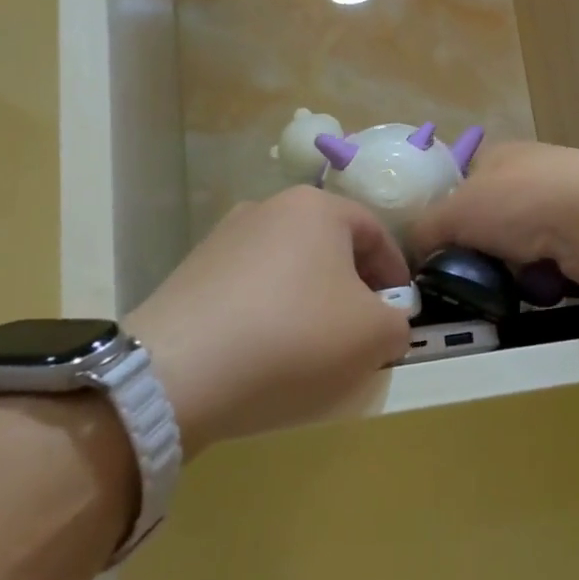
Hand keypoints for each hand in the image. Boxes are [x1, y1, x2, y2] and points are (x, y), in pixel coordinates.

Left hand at [123, 187, 412, 454]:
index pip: (375, 232)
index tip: (399, 312)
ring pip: (288, 267)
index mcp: (316, 207)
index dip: (396, 273)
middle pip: (329, 246)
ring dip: (310, 300)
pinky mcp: (191, 272)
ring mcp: (223, 238)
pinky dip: (269, 313)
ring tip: (311, 347)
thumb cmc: (294, 338)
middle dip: (352, 287)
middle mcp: (268, 208)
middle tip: (360, 330)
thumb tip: (385, 323)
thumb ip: (397, 323)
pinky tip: (265, 352)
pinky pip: (249, 288)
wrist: (179, 372)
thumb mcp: (374, 336)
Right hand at [410, 141, 578, 290]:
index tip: (438, 245)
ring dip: (512, 266)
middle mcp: (533, 172)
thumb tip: (412, 250)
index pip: (464, 180)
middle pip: (493, 216)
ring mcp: (565, 201)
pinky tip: (539, 287)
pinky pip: (553, 262)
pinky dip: (544, 277)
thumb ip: (425, 228)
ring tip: (500, 287)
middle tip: (465, 274)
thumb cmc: (518, 202)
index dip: (447, 211)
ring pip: (523, 243)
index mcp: (499, 155)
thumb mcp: (454, 212)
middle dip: (481, 246)